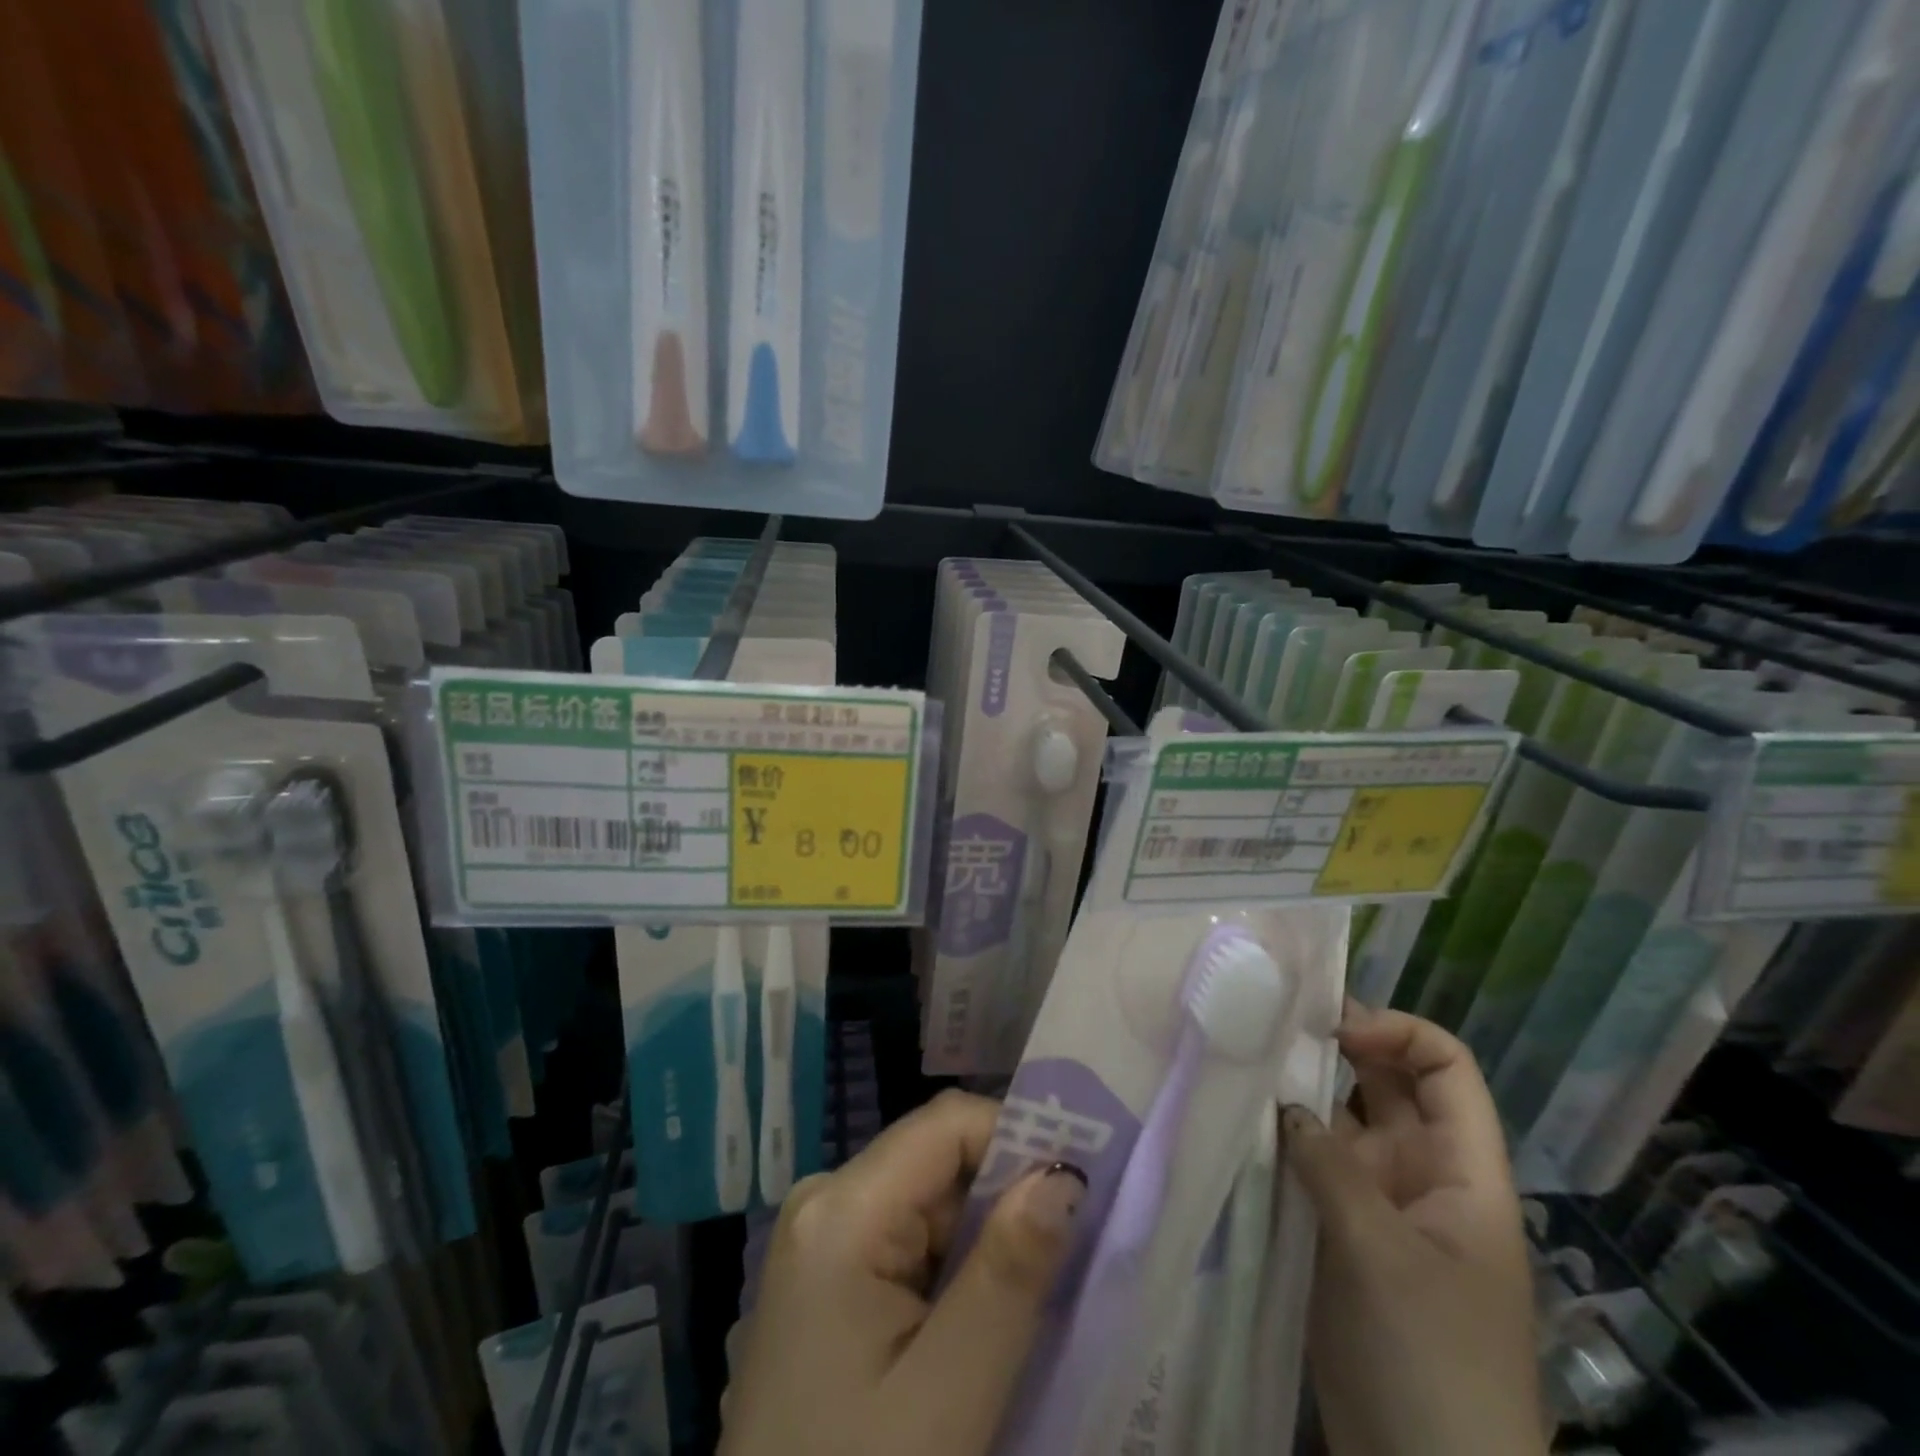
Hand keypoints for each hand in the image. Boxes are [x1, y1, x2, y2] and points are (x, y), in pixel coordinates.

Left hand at [720, 1090, 1084, 1455]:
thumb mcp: (947, 1394)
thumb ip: (1008, 1274)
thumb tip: (1065, 1175)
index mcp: (841, 1208)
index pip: (946, 1123)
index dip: (1018, 1138)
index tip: (1079, 1189)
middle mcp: (823, 1201)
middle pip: (937, 1161)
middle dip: (1003, 1199)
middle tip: (1063, 1259)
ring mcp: (819, 1238)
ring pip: (927, 1202)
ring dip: (982, 1241)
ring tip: (1024, 1303)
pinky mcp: (825, 1276)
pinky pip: (905, 1240)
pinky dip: (951, 1268)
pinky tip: (973, 1324)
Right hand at [1284, 1004, 1545, 1455]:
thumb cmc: (1431, 1360)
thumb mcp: (1383, 1255)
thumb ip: (1330, 1166)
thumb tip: (1283, 1104)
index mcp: (1461, 1170)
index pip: (1445, 1068)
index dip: (1398, 1033)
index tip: (1333, 1032)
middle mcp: (1420, 1171)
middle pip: (1386, 1083)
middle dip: (1335, 1048)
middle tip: (1269, 1026)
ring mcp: (1377, 1200)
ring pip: (1339, 1120)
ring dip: (1299, 1092)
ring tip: (1243, 1063)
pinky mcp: (1337, 1228)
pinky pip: (1310, 1163)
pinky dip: (1281, 1138)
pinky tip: (1238, 1120)